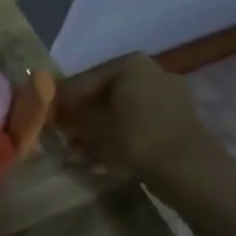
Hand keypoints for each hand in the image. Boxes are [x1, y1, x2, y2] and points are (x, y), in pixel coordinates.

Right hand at [54, 53, 218, 183]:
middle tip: (63, 135)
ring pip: (121, 109)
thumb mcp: (92, 127)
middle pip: (104, 93)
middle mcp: (150, 70)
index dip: (60, 102)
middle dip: (81, 116)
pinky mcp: (178, 118)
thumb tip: (56, 114)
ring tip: (80, 151)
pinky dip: (121, 134)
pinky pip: (140, 121)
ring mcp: (168, 93)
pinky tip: (104, 155)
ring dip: (99, 128)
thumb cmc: (135, 140)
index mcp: (129, 63)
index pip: (83, 80)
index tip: (44, 119)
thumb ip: (70, 116)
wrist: (190, 171)